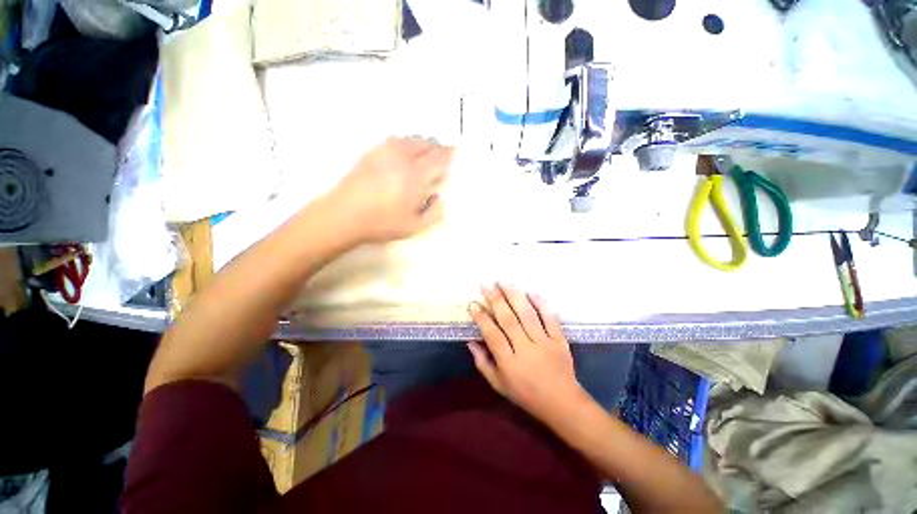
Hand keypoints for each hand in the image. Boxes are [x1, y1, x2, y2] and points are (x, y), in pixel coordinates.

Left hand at [328, 137, 453, 243]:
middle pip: (424, 144)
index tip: (453, 154)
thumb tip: (439, 198)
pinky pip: (393, 141)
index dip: (448, 154)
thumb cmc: (382, 223)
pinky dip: (404, 144)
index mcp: (416, 176)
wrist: (344, 215)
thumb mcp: (415, 227)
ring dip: (420, 144)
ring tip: (424, 153)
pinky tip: (403, 153)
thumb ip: (434, 213)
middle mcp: (402, 159)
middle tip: (440, 155)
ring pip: (409, 140)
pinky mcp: (371, 153)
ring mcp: (385, 153)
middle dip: (435, 147)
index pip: (438, 158)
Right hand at [467, 283, 587, 423]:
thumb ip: (483, 363)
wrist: (562, 403)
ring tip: (504, 281)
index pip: (493, 336)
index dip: (482, 319)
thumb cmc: (526, 395)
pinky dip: (542, 304)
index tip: (473, 304)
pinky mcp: (560, 340)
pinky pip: (550, 319)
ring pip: (528, 315)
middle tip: (485, 284)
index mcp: (510, 364)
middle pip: (509, 320)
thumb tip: (470, 342)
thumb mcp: (499, 385)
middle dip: (495, 300)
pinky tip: (531, 292)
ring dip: (515, 296)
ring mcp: (545, 343)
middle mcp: (526, 350)